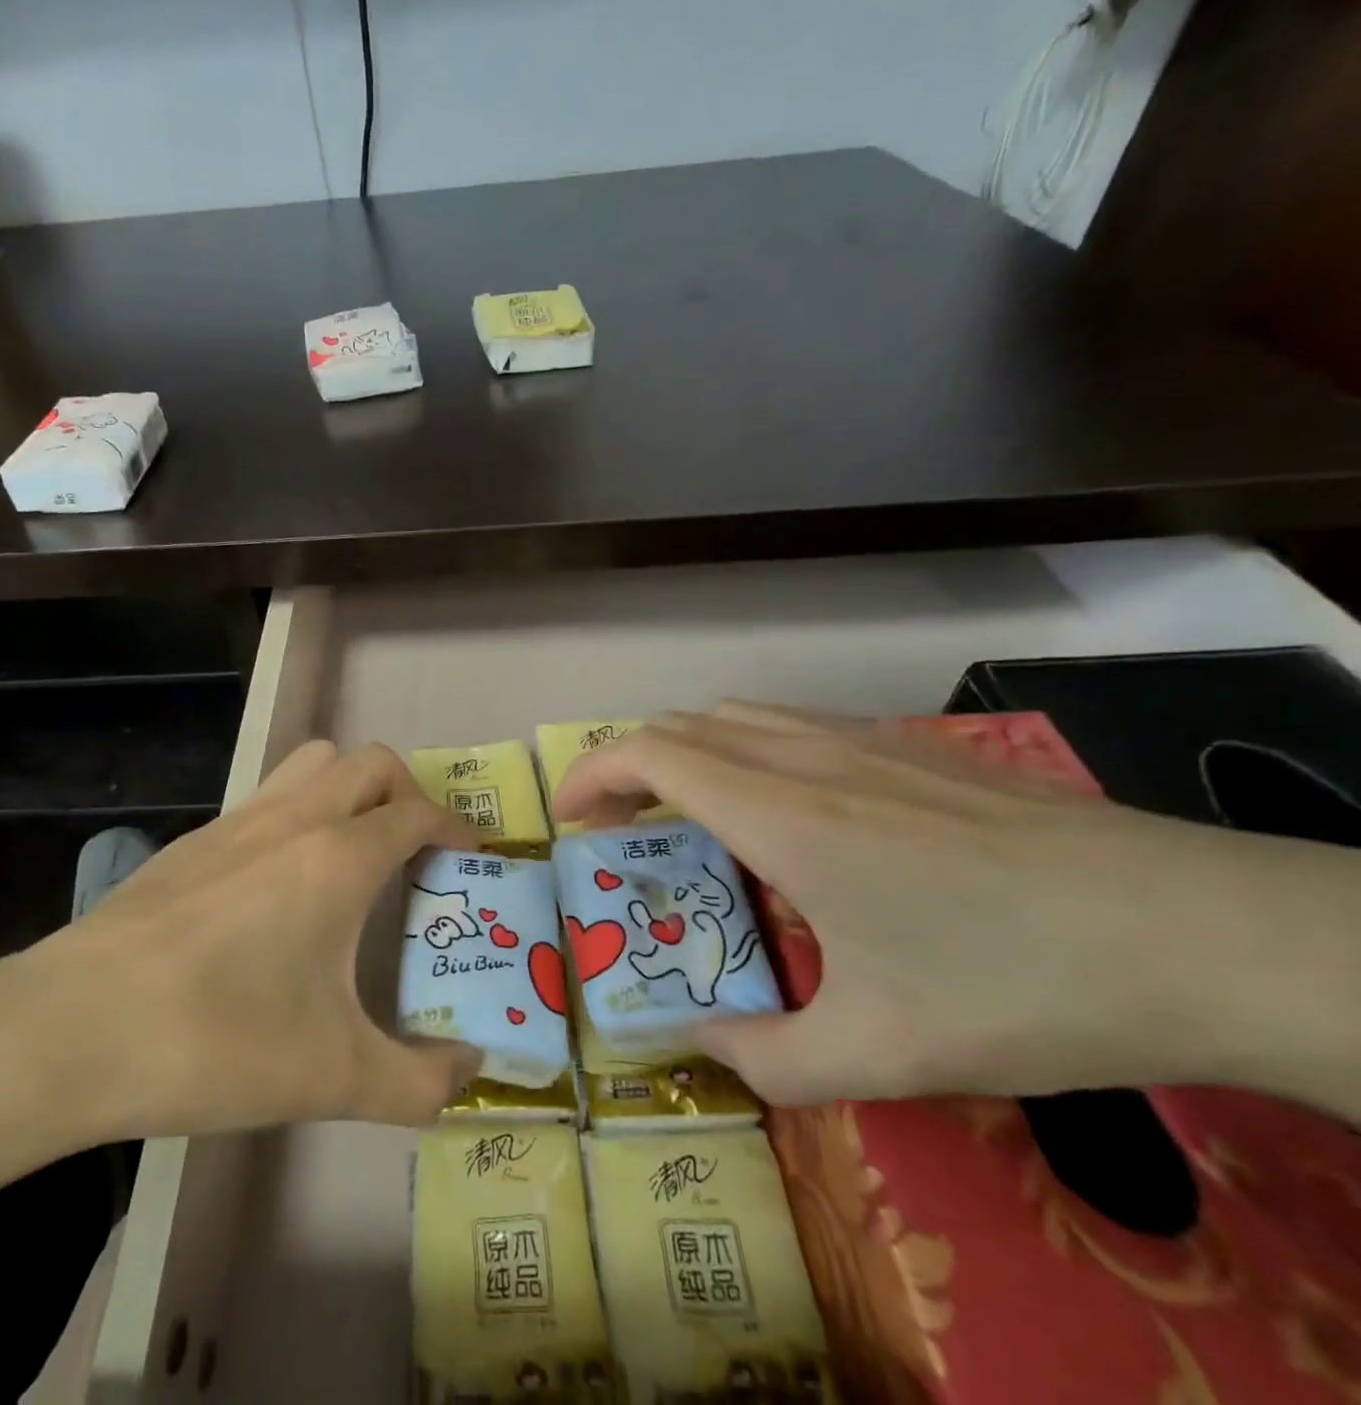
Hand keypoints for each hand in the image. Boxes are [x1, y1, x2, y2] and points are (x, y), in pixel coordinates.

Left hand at [0, 740, 478, 1187]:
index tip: (471, 855)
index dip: (456, 826)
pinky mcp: (192, 841)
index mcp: (339, 857)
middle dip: (408, 793)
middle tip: (414, 850)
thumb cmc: (217, 1041)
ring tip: (353, 852)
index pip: (419, 810)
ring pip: (313, 763)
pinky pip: (265, 797)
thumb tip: (469, 1073)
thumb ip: (420, 1083)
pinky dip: (296, 813)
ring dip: (349, 788)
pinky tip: (279, 885)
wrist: (72, 1029)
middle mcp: (294, 819)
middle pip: (371, 763)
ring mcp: (236, 821)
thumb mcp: (334, 1078)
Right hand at [552, 702, 1360, 1115]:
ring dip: (685, 754)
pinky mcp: (909, 745)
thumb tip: (699, 1046)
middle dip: (627, 768)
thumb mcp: (884, 1053)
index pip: (650, 754)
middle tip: (620, 833)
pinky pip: (789, 724)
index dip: (592, 775)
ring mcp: (862, 740)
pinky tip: (783, 811)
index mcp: (780, 815)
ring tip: (686, 818)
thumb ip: (768, 1060)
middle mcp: (805, 757)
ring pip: (734, 716)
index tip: (570, 820)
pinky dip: (743, 749)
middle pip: (680, 726)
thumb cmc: (1022, 986)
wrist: (1205, 933)